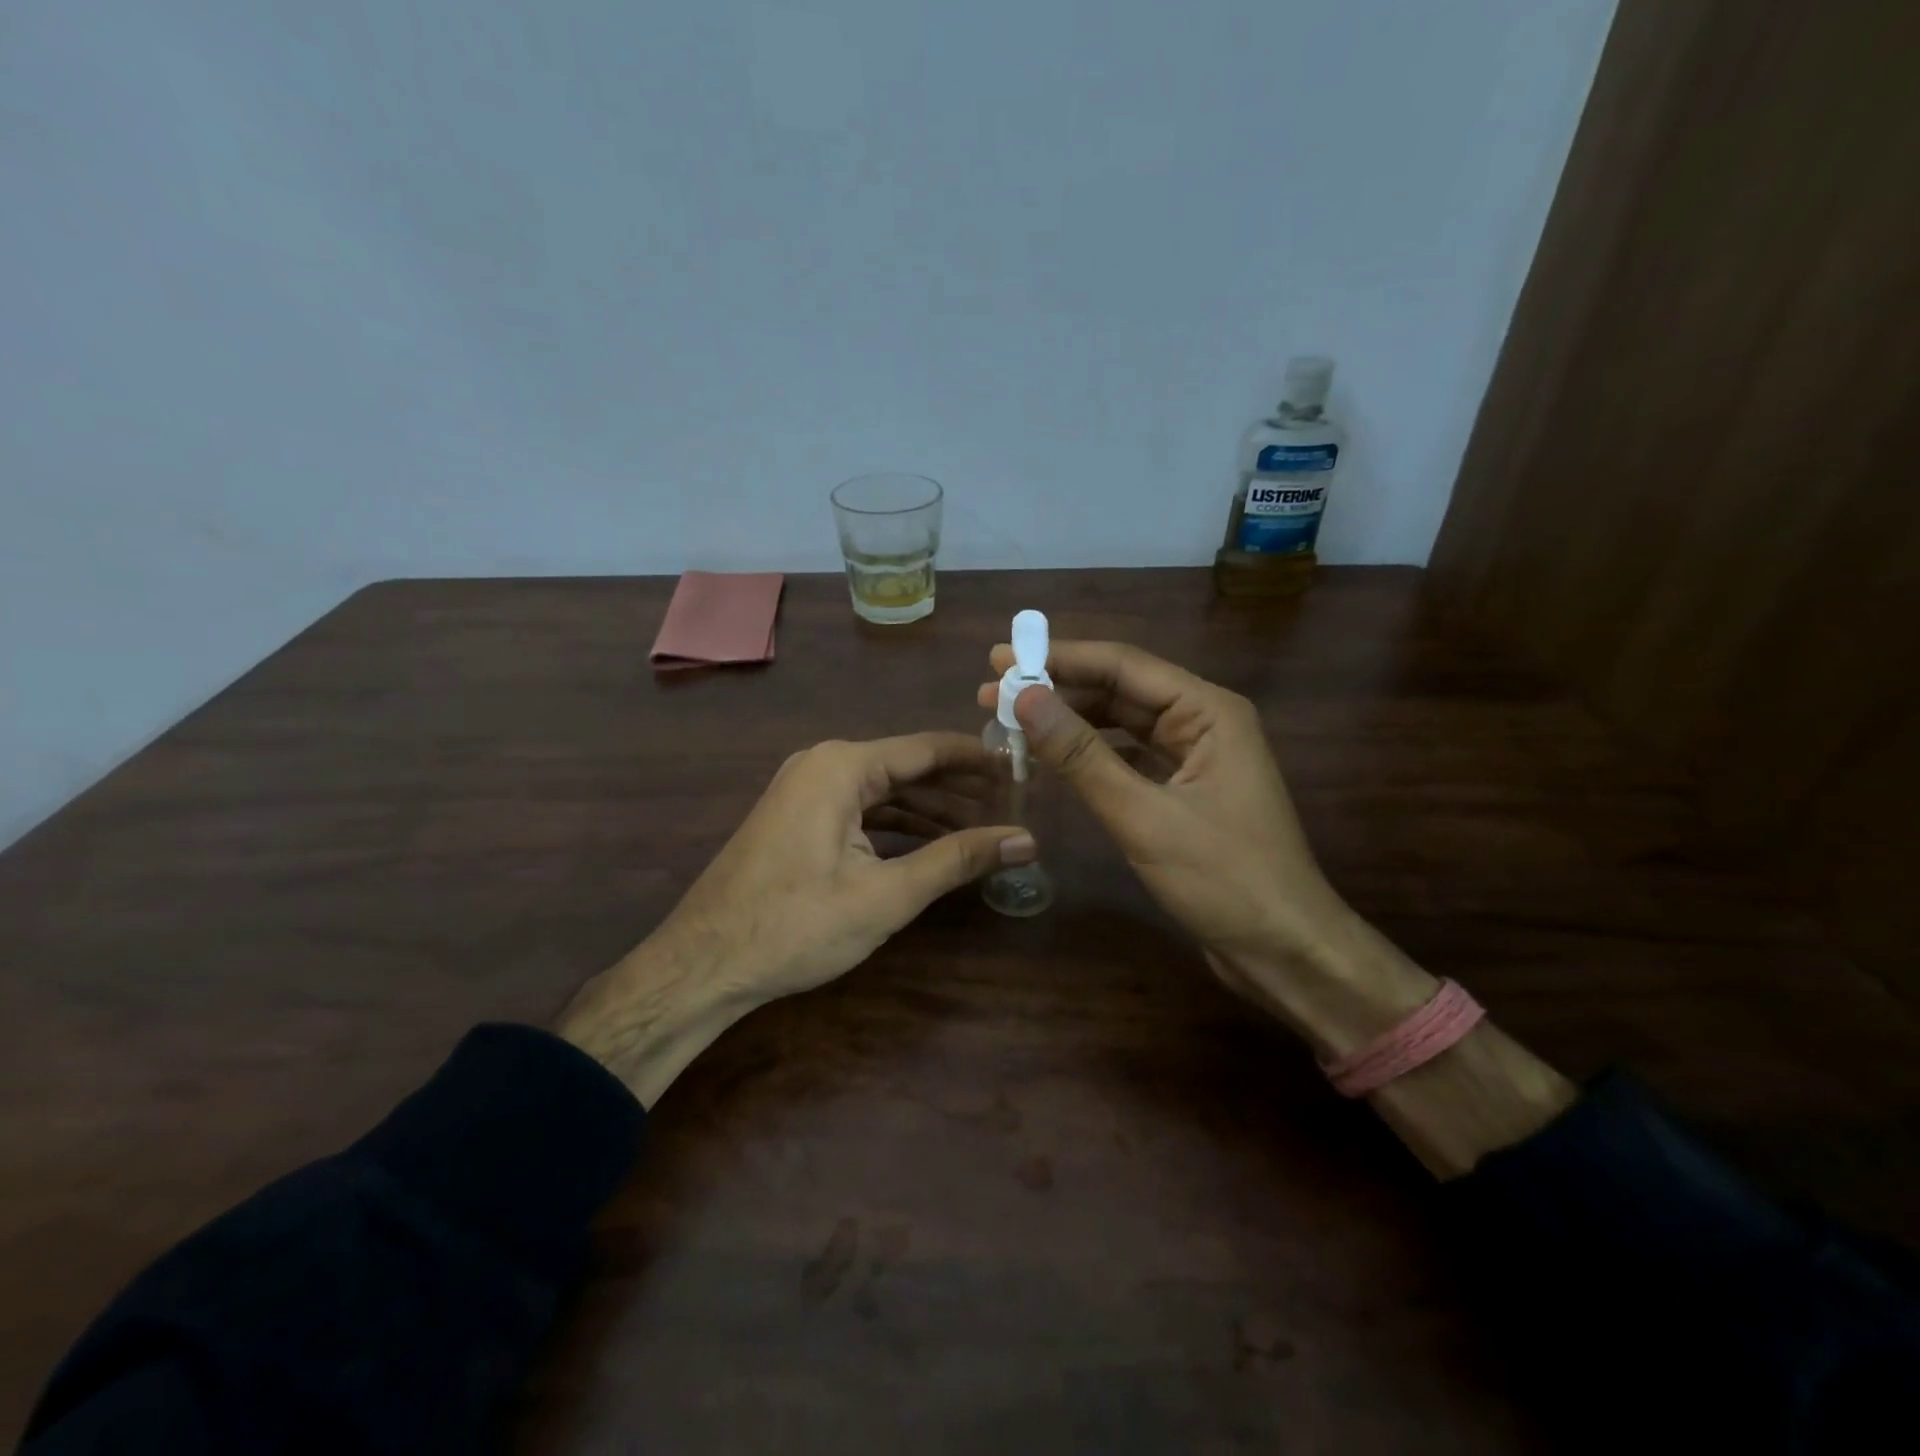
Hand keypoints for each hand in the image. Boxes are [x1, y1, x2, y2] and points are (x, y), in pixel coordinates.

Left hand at [556, 734, 1031, 1103]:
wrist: (702, 965)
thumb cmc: (796, 925)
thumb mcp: (887, 894)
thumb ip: (958, 859)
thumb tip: (1027, 839)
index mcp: (842, 766)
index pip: (927, 748)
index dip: (978, 760)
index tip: (1023, 771)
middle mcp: (822, 765)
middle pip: (907, 768)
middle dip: (958, 790)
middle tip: (1012, 808)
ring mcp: (805, 792)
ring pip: (884, 792)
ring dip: (931, 811)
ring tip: (983, 830)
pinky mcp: (798, 820)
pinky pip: (860, 811)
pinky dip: (897, 827)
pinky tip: (930, 848)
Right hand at [978, 640, 1434, 1053]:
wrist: (1284, 950)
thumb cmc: (1225, 880)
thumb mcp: (1144, 816)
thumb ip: (1082, 756)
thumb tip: (1025, 698)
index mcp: (1208, 711)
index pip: (1123, 665)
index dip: (1059, 658)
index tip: (999, 658)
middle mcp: (1203, 722)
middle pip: (1120, 690)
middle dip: (1057, 689)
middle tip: (993, 693)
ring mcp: (1195, 758)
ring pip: (1121, 724)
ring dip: (1069, 721)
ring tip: (1012, 720)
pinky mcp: (1184, 791)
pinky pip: (1128, 757)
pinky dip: (1089, 755)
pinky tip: (1052, 757)